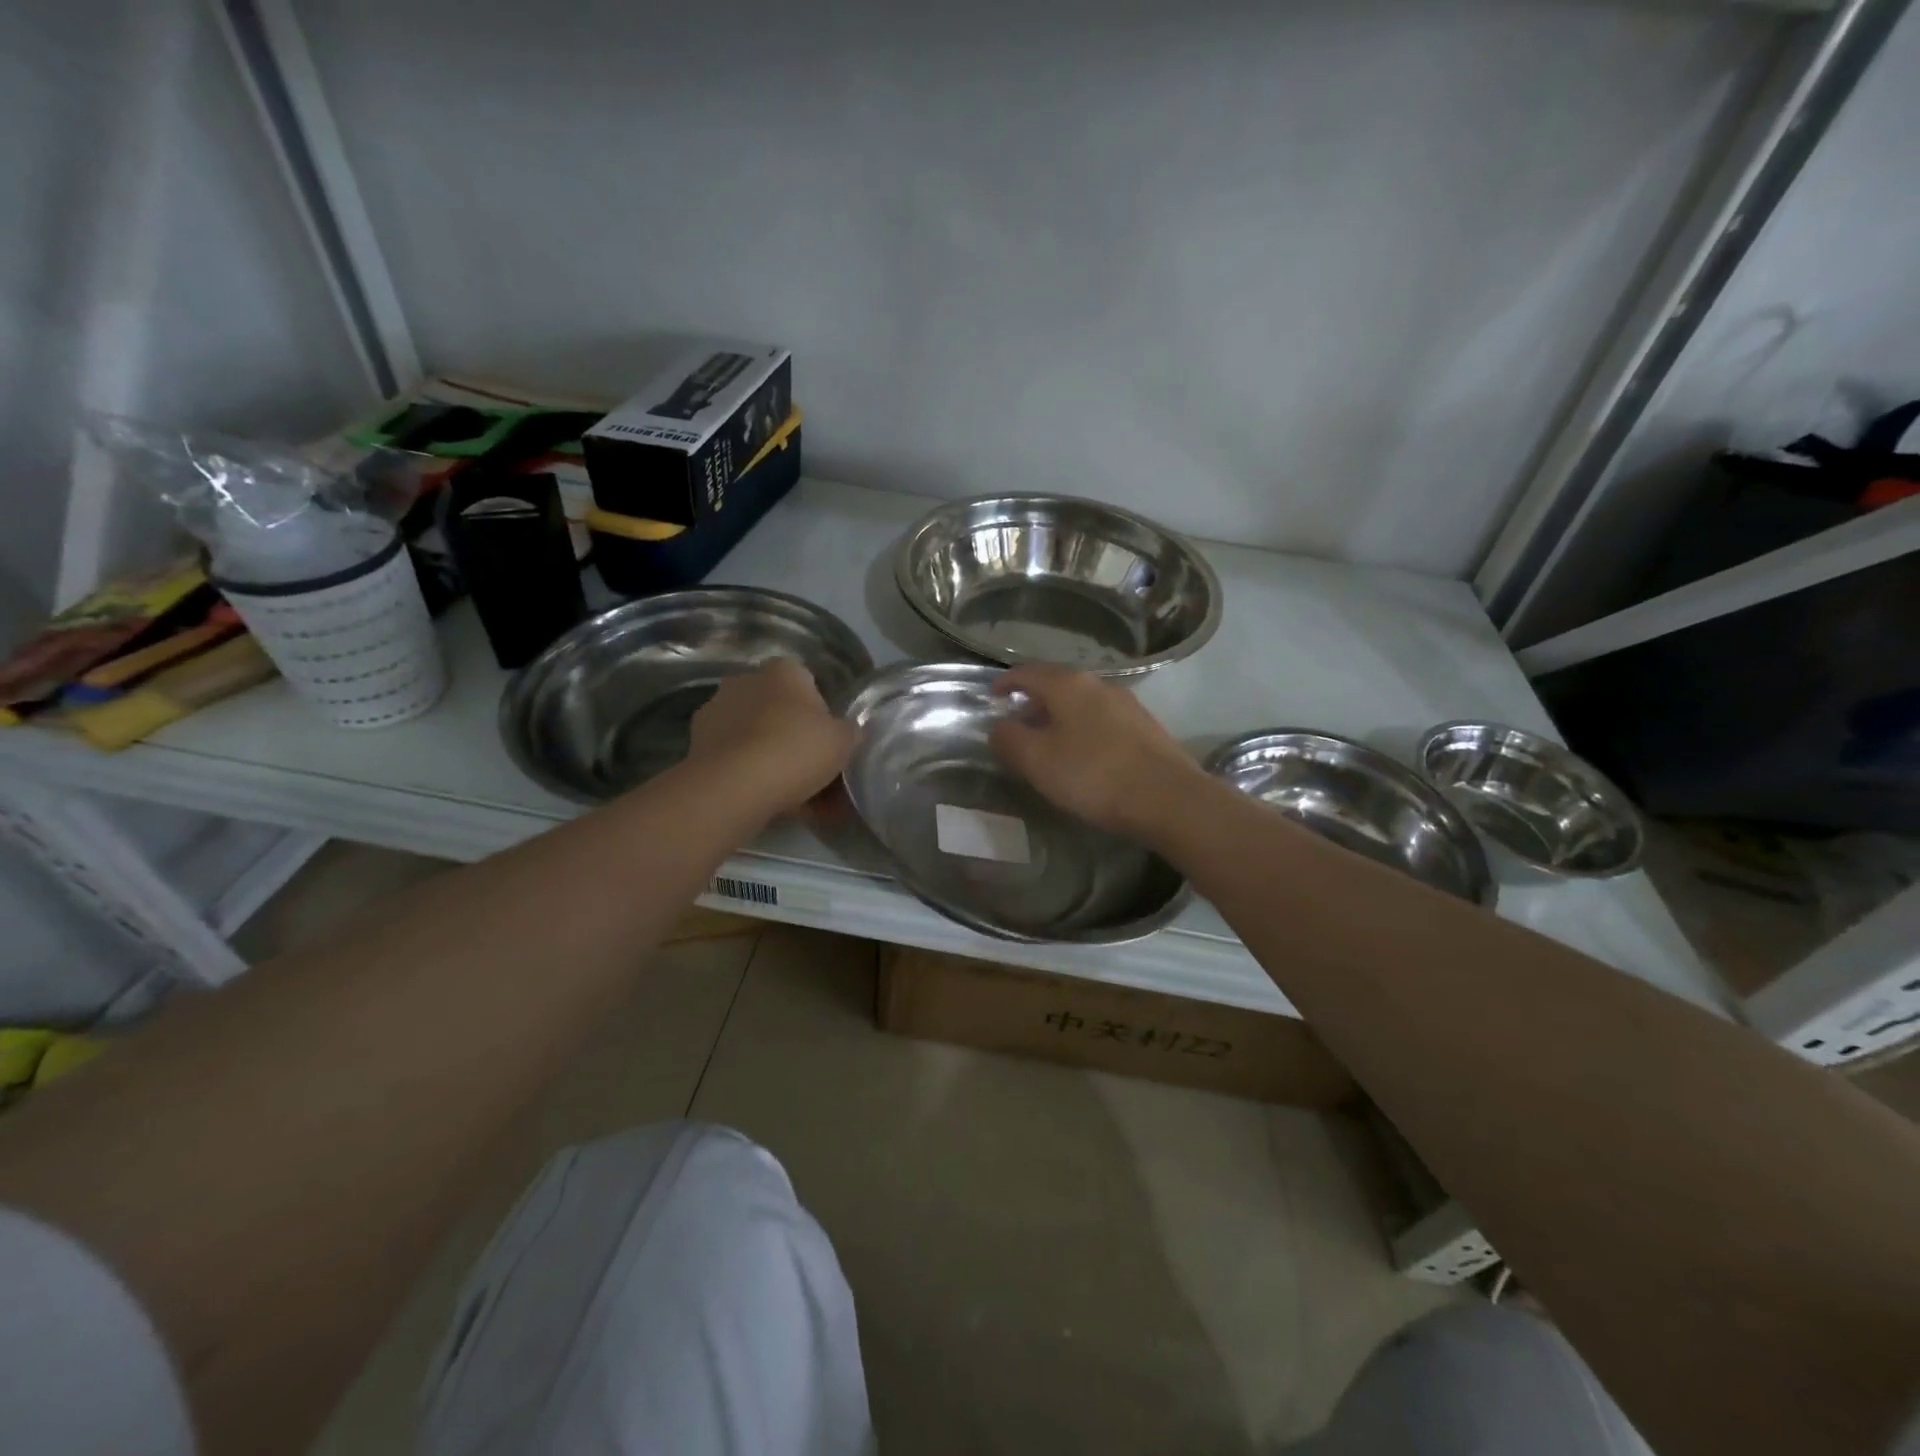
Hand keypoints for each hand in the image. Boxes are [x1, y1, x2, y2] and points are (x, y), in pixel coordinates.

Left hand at [685, 659, 856, 816]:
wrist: (735, 786)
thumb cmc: (796, 750)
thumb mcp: (842, 741)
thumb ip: (849, 731)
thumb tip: (847, 732)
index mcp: (783, 670)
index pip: (807, 682)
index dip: (820, 713)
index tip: (827, 741)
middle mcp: (745, 681)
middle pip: (778, 709)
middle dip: (793, 736)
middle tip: (812, 771)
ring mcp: (716, 711)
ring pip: (756, 735)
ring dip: (771, 756)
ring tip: (793, 796)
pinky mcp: (697, 743)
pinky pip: (736, 756)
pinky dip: (750, 773)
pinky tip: (768, 801)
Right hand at [987, 664, 1209, 838]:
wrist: (1170, 799)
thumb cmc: (1094, 776)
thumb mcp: (1038, 762)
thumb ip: (1010, 740)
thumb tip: (998, 726)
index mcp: (1068, 685)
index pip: (1027, 673)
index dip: (1006, 682)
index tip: (991, 696)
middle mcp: (1099, 684)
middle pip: (1057, 684)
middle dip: (1033, 700)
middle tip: (1017, 722)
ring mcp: (1127, 704)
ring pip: (1082, 701)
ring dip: (1059, 715)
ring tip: (1048, 741)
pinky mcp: (1146, 727)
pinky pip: (1102, 719)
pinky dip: (1082, 728)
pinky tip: (1084, 754)